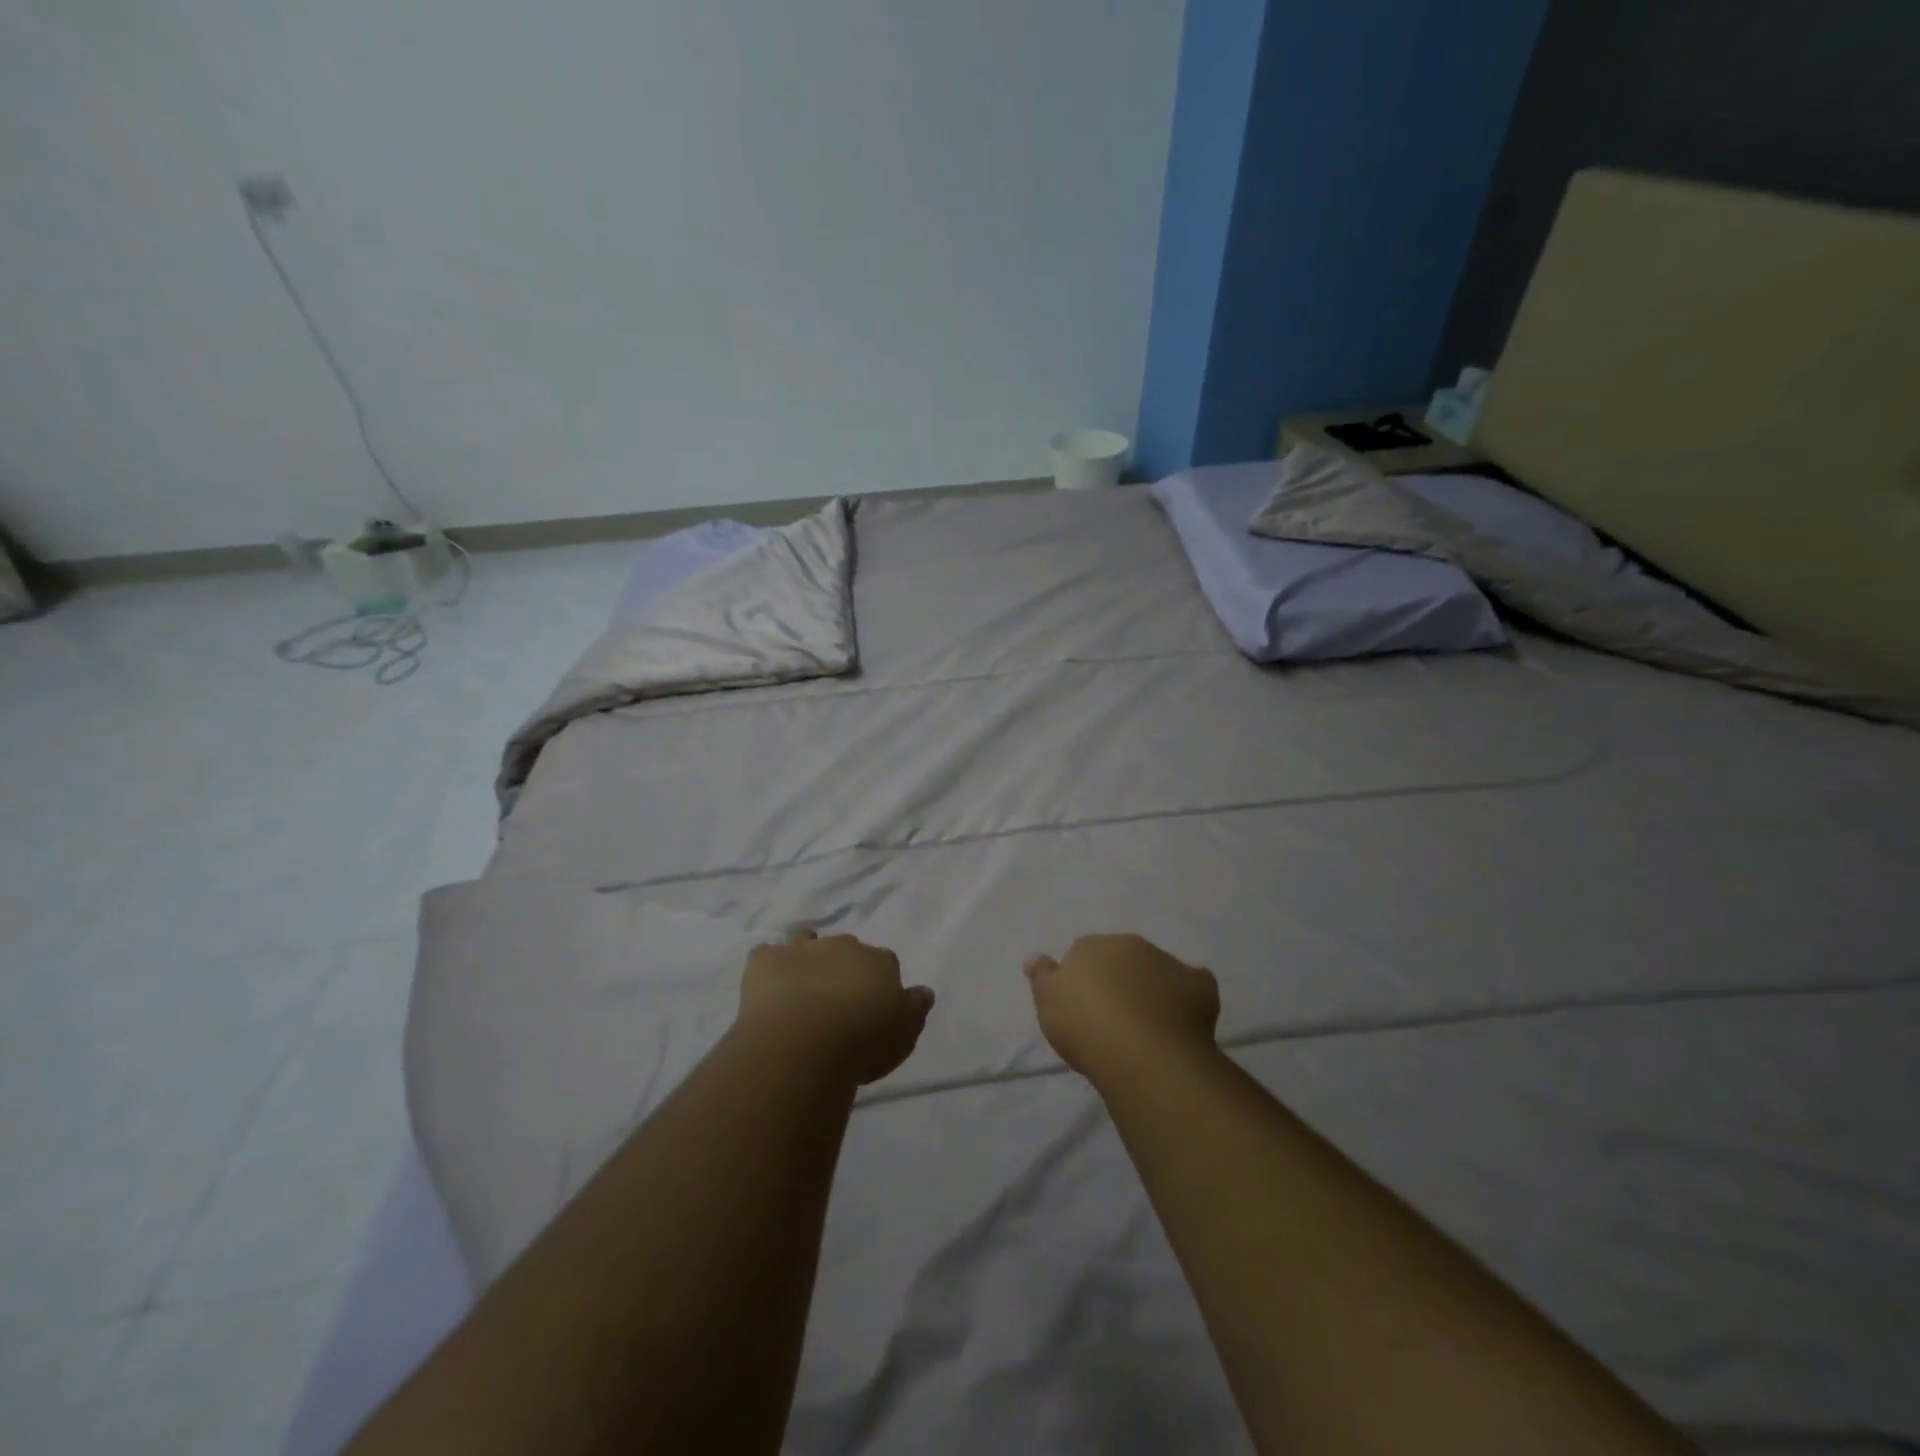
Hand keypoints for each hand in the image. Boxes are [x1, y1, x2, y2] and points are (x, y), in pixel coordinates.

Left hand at [738, 929, 934, 1085]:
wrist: (805, 1043)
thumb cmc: (863, 1042)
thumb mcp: (904, 1034)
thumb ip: (915, 1009)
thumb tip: (923, 991)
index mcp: (880, 961)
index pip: (885, 964)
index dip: (877, 984)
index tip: (871, 1008)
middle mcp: (844, 946)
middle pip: (847, 950)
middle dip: (842, 968)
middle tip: (835, 1003)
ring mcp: (803, 949)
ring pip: (806, 941)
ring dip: (806, 957)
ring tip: (800, 988)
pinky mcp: (766, 960)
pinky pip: (767, 954)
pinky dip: (768, 967)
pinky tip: (767, 988)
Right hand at [1025, 933, 1219, 1084]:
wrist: (1142, 1052)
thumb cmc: (1085, 1025)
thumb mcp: (1048, 1002)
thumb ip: (1042, 976)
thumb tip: (1035, 957)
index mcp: (1093, 945)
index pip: (1085, 953)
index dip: (1085, 980)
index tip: (1084, 1007)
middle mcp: (1132, 945)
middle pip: (1124, 958)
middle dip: (1121, 979)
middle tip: (1115, 1017)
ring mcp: (1169, 963)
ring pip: (1158, 971)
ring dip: (1153, 989)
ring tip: (1148, 1027)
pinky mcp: (1200, 986)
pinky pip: (1193, 987)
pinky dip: (1189, 999)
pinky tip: (1182, 1023)